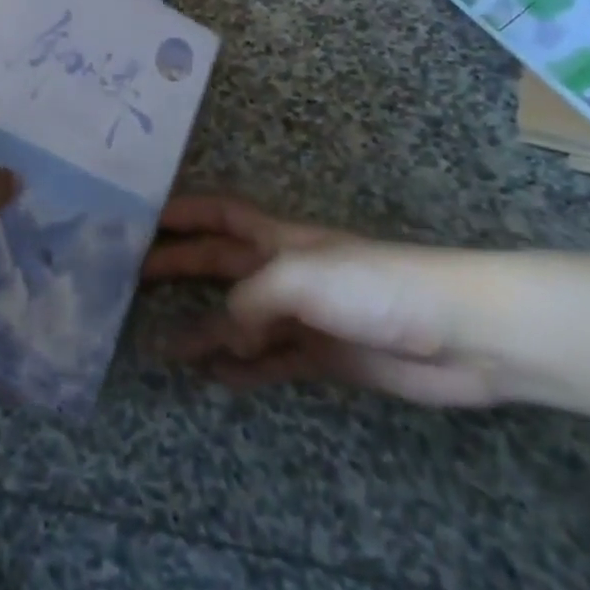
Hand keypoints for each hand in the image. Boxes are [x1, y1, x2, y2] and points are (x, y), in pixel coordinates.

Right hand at [143, 195, 500, 406]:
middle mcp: (284, 271)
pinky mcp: (324, 357)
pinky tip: (217, 377)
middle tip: (134, 281)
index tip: (144, 219)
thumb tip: (221, 332)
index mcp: (279, 238)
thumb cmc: (374, 284)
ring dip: (205, 329)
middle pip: (221, 264)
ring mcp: (304, 315)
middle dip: (179, 267)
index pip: (221, 214)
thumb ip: (252, 299)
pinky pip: (272, 361)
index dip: (184, 212)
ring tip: (166, 347)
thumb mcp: (302, 276)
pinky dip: (243, 367)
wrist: (455, 333)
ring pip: (241, 318)